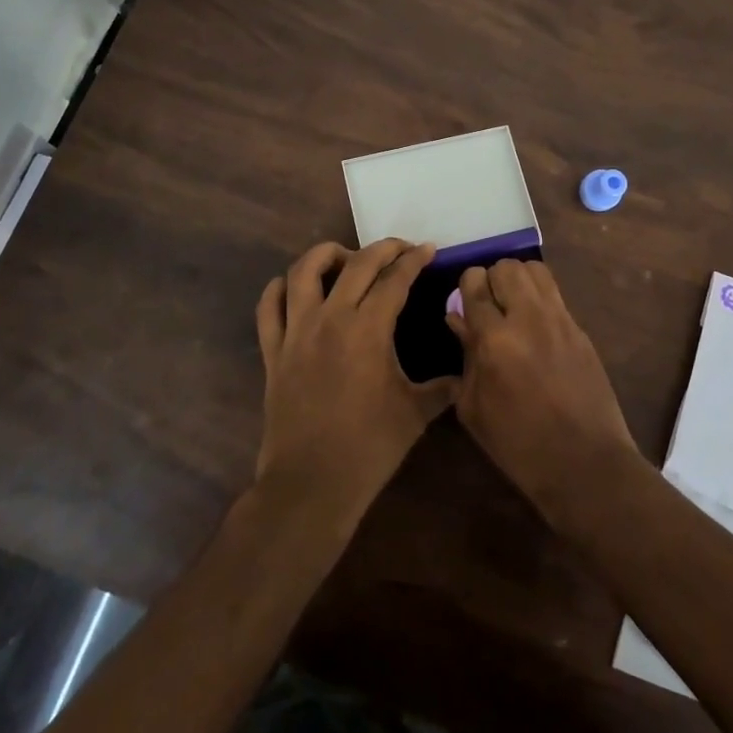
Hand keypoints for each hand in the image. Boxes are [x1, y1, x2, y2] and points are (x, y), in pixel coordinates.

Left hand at [254, 240, 454, 524]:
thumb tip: (463, 376)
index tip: (428, 250)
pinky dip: (280, 289)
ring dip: (327, 255)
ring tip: (346, 259)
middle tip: (400, 249)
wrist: (312, 483)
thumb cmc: (369, 448)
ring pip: (303, 271)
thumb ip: (442, 389)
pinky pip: (269, 307)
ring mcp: (296, 332)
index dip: (414, 260)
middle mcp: (330, 318)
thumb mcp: (415, 415)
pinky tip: (295, 288)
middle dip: (383, 248)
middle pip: (356, 263)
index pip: (394, 279)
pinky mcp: (273, 351)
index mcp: (368, 329)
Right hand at [446, 259, 641, 528]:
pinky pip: (555, 294)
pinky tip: (535, 326)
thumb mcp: (474, 408)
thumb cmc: (518, 445)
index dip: (466, 287)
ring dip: (518, 280)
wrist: (585, 464)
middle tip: (489, 305)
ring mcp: (560, 320)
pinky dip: (540, 298)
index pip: (475, 282)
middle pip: (507, 266)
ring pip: (535, 269)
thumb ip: (465, 356)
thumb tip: (458, 318)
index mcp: (495, 340)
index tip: (465, 304)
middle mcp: (528, 318)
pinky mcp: (581, 329)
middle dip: (492, 279)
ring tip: (513, 306)